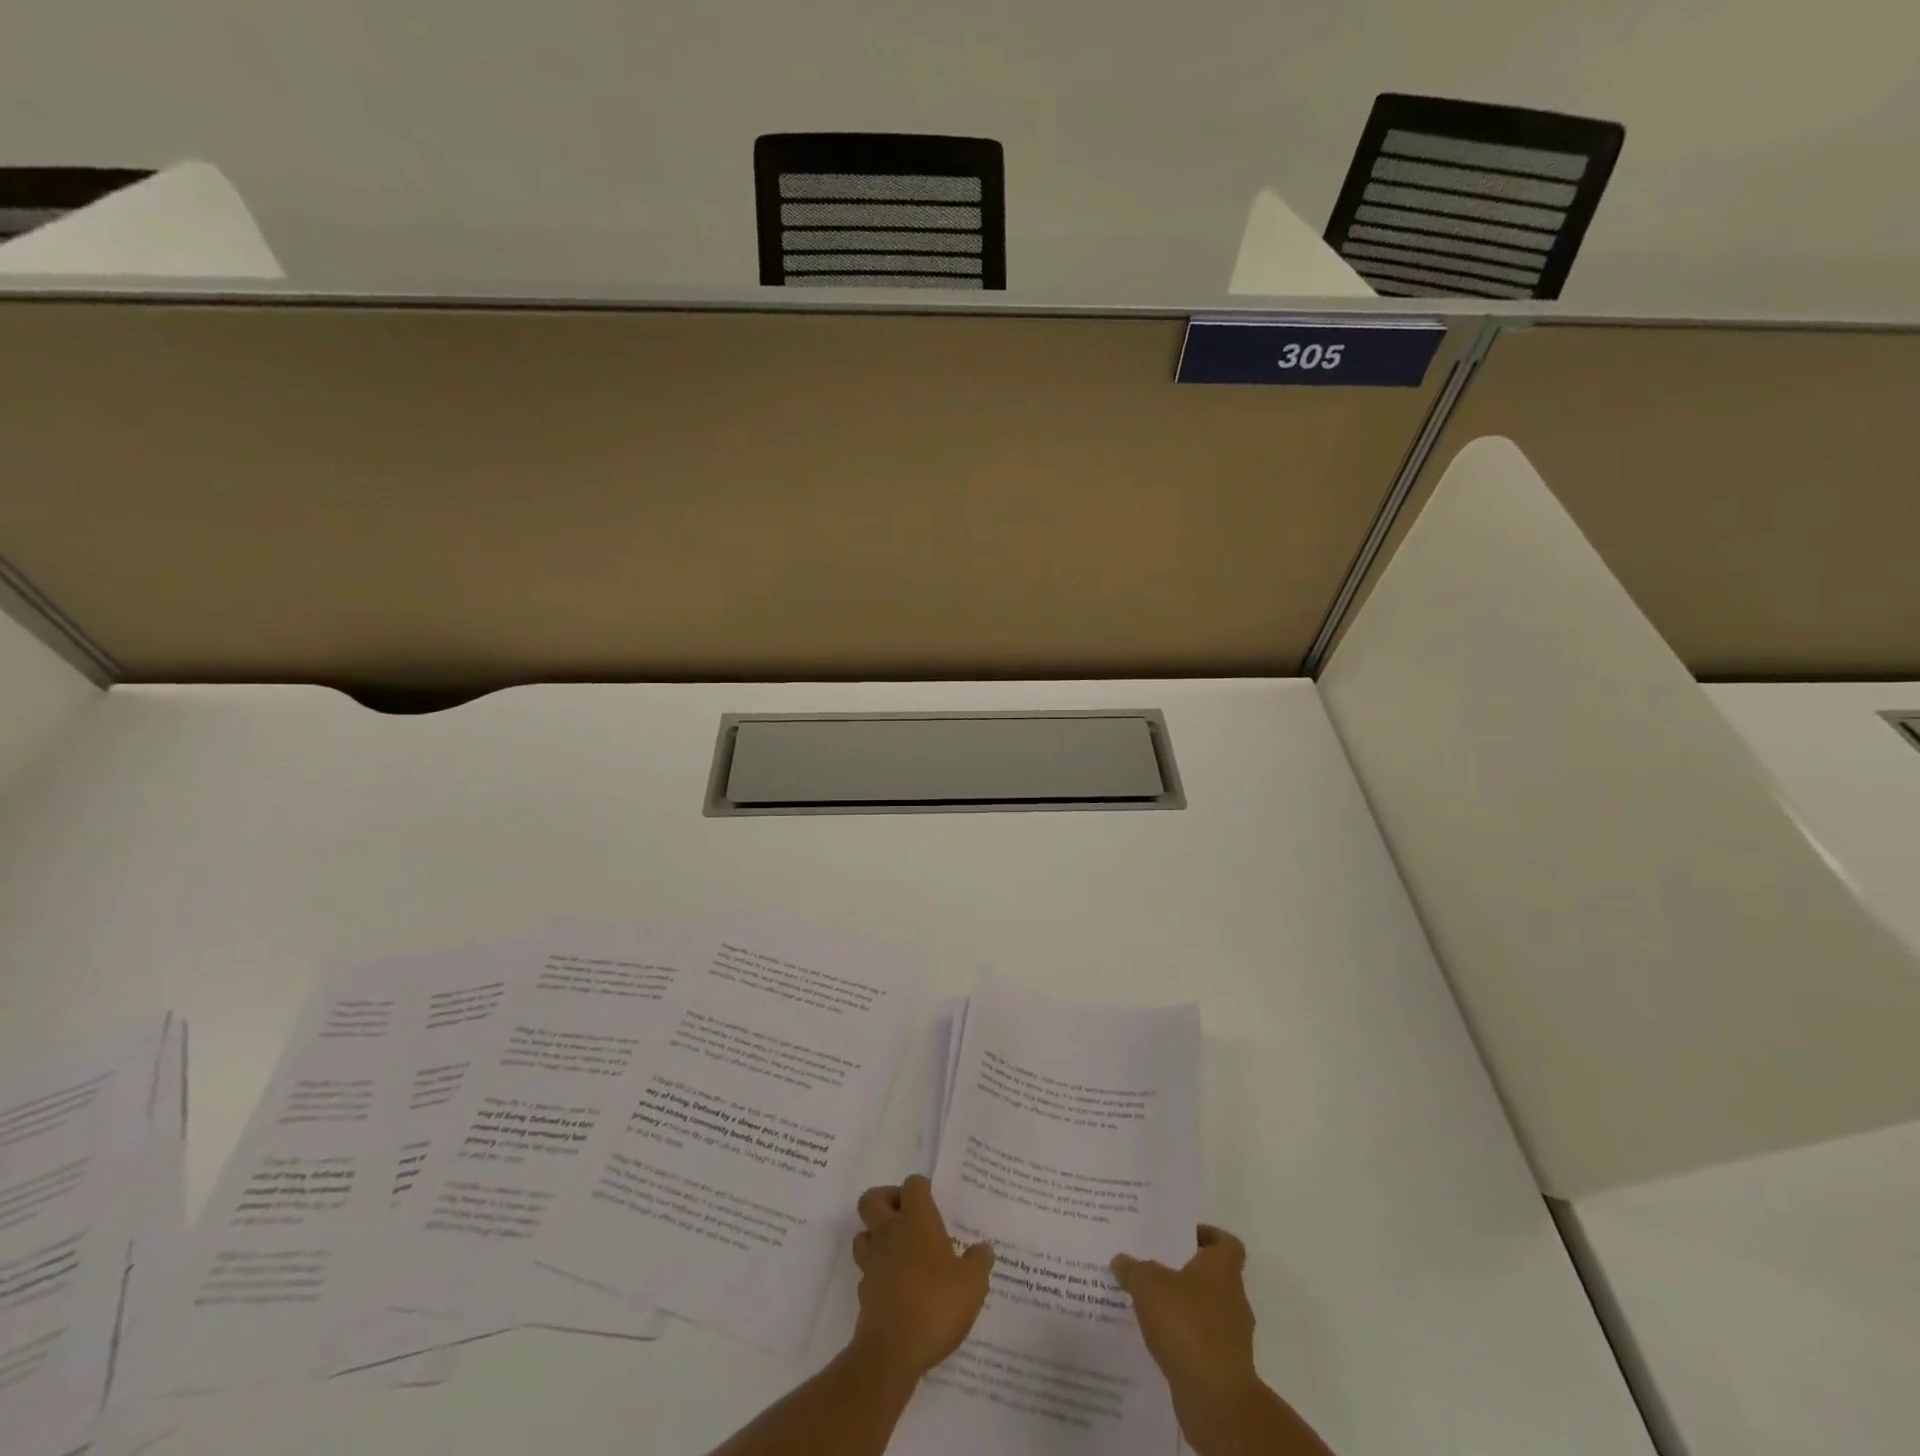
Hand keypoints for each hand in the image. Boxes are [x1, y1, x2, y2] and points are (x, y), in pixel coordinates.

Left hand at [850, 1175, 994, 1380]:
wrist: (892, 1352)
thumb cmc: (936, 1304)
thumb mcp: (972, 1284)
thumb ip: (979, 1262)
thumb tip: (983, 1249)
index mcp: (916, 1220)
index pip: (913, 1184)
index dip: (922, 1188)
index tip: (933, 1202)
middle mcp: (890, 1233)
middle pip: (871, 1200)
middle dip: (886, 1201)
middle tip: (907, 1217)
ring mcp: (872, 1263)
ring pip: (863, 1234)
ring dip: (876, 1237)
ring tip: (899, 1252)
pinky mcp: (863, 1293)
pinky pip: (866, 1271)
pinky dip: (877, 1273)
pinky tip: (897, 1288)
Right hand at [1112, 1225, 1258, 1402]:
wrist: (1215, 1398)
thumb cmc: (1186, 1325)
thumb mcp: (1148, 1285)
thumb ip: (1133, 1269)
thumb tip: (1120, 1260)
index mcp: (1222, 1269)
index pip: (1226, 1243)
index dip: (1206, 1235)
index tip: (1181, 1237)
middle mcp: (1233, 1298)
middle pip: (1212, 1276)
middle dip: (1184, 1272)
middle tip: (1153, 1266)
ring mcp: (1232, 1337)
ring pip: (1205, 1311)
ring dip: (1182, 1308)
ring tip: (1148, 1304)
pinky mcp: (1225, 1368)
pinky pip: (1201, 1342)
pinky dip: (1184, 1339)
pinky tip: (1157, 1339)